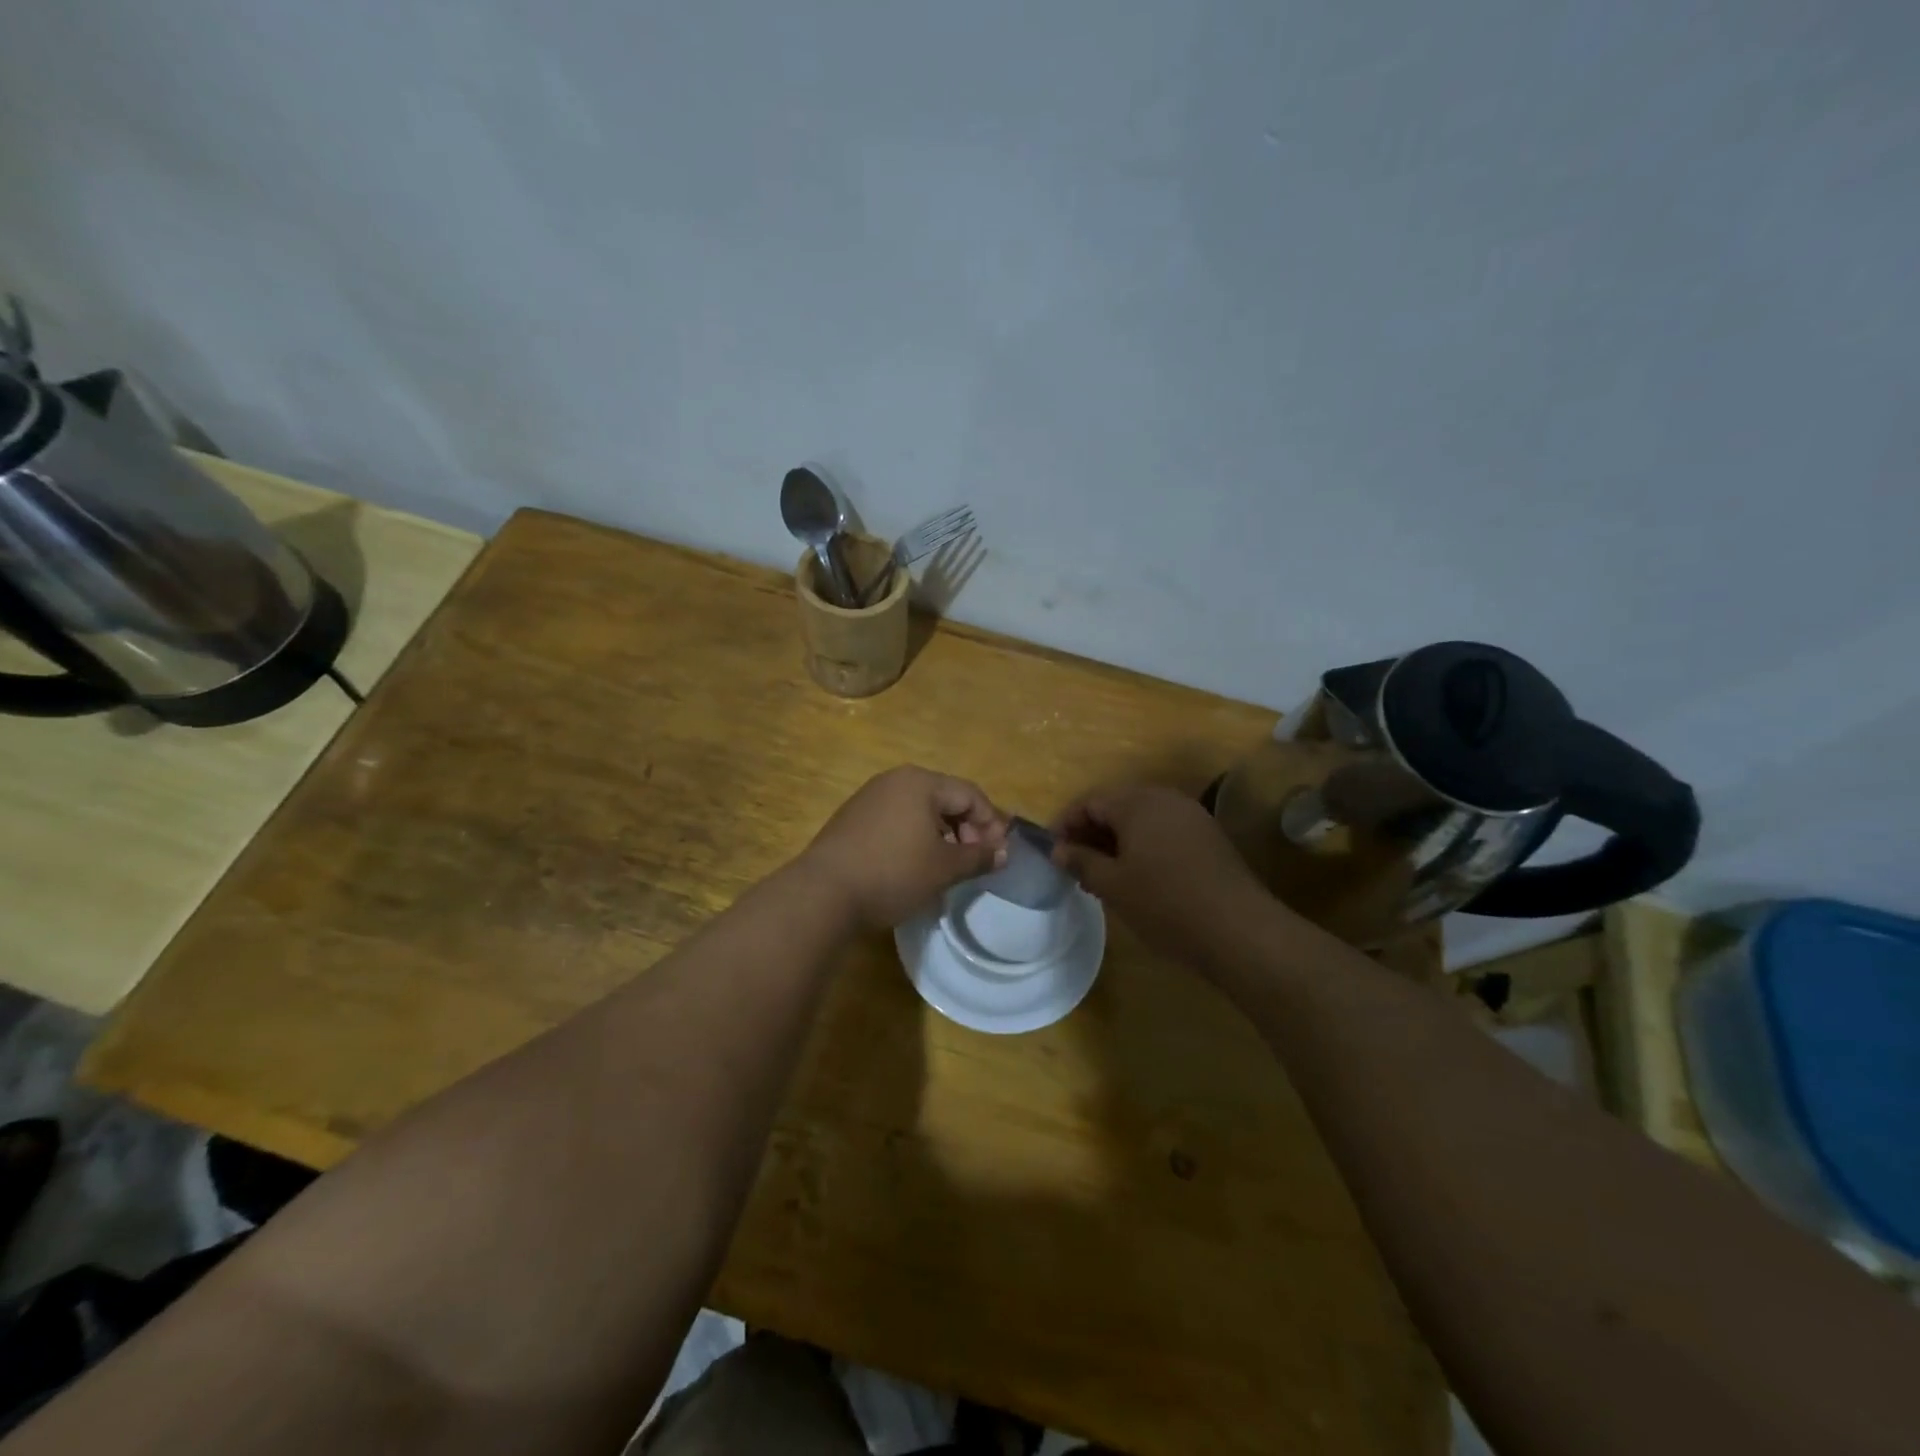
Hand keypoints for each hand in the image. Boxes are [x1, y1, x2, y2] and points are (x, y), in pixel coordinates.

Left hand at [801, 766, 1008, 927]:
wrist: (823, 893)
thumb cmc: (893, 873)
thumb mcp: (944, 869)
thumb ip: (979, 857)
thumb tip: (1003, 853)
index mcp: (920, 782)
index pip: (970, 794)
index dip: (990, 823)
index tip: (997, 855)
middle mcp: (894, 780)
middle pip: (945, 798)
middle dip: (966, 829)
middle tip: (973, 861)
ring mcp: (869, 797)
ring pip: (919, 810)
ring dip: (941, 835)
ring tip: (945, 867)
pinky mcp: (852, 818)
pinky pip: (896, 820)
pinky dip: (914, 838)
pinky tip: (913, 866)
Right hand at [1051, 783, 1275, 966]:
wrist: (1238, 929)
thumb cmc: (1164, 903)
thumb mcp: (1113, 885)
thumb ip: (1081, 861)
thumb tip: (1059, 850)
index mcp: (1137, 802)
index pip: (1090, 801)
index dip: (1066, 823)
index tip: (1053, 851)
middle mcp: (1165, 798)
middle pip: (1117, 806)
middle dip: (1092, 832)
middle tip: (1075, 865)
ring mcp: (1191, 816)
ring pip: (1142, 819)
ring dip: (1117, 841)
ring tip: (1103, 875)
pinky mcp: (1209, 837)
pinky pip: (1164, 831)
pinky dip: (1144, 847)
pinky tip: (1139, 877)